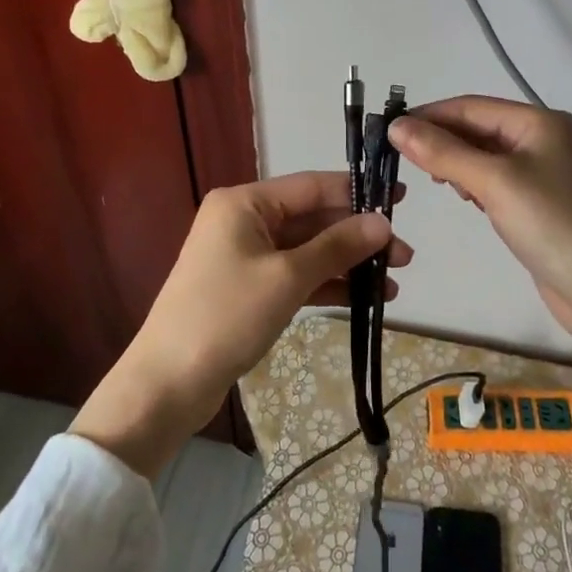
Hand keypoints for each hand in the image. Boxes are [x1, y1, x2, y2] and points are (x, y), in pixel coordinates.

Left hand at [71, 172, 410, 475]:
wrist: (167, 385)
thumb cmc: (226, 316)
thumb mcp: (288, 277)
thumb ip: (337, 246)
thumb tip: (382, 223)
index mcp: (245, 202)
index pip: (312, 186)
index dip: (357, 192)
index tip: (400, 200)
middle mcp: (244, 220)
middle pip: (312, 219)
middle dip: (357, 237)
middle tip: (404, 256)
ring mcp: (245, 256)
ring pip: (307, 250)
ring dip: (347, 264)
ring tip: (393, 281)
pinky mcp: (248, 289)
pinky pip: (295, 275)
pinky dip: (326, 284)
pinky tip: (364, 298)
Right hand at [390, 96, 571, 347]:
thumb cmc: (552, 225)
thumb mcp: (494, 182)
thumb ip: (444, 152)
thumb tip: (397, 126)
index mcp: (538, 122)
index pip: (471, 106)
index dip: (429, 115)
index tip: (389, 129)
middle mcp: (543, 139)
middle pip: (479, 128)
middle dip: (441, 139)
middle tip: (402, 159)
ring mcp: (544, 173)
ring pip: (486, 155)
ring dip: (456, 162)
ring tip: (433, 180)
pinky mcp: (542, 204)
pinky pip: (498, 181)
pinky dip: (475, 184)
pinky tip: (463, 198)